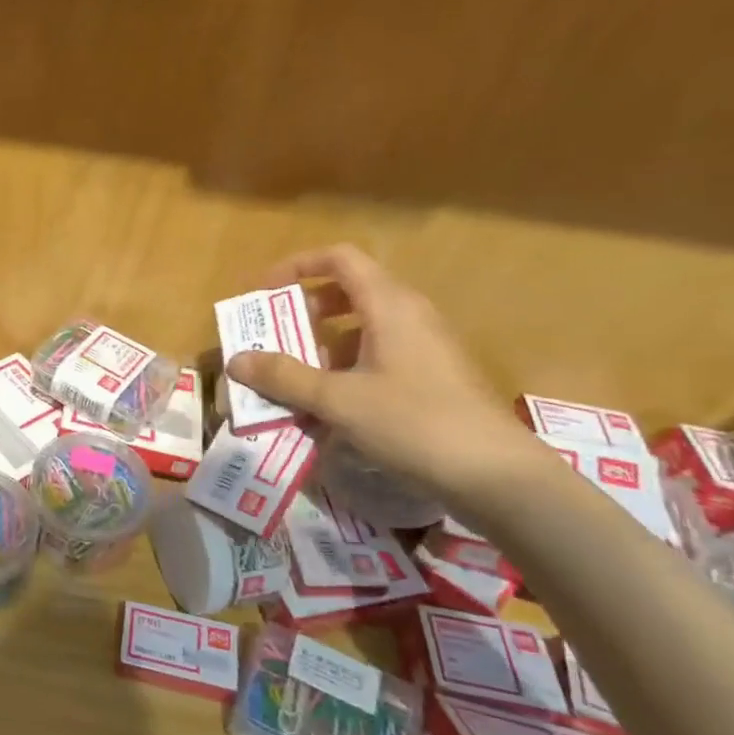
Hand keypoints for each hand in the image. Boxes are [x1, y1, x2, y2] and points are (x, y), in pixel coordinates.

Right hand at [224, 245, 541, 507]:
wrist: (495, 475)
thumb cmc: (413, 422)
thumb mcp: (338, 400)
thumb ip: (284, 377)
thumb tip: (237, 359)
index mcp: (390, 305)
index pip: (340, 259)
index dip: (297, 266)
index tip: (264, 292)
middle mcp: (410, 316)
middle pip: (349, 291)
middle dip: (304, 310)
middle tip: (274, 337)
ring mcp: (425, 347)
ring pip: (363, 328)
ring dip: (323, 345)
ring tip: (295, 379)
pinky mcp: (432, 377)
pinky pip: (378, 357)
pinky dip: (346, 369)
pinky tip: (331, 408)